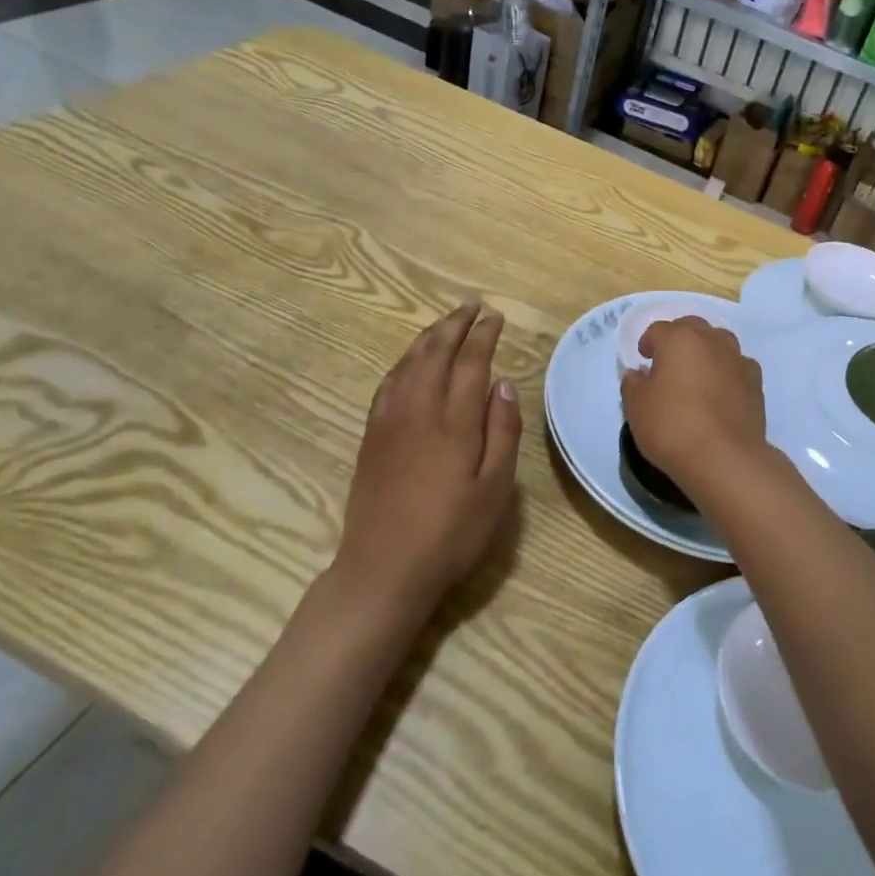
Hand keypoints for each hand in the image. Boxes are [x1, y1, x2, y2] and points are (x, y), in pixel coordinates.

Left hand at [333, 302, 522, 618]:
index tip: (494, 316)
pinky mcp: (371, 436)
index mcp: (454, 422)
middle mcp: (419, 410)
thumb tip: (502, 382)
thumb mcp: (495, 488)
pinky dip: (403, 362)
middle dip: (455, 325)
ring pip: (409, 363)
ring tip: (445, 323)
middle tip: (472, 307)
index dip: (483, 335)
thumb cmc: (451, 533)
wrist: (384, 568)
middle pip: (435, 352)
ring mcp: (389, 421)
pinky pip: (388, 383)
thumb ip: (502, 431)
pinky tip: (411, 361)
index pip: (470, 362)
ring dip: (428, 337)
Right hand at [620, 318, 766, 491]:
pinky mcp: (756, 383)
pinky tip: (721, 391)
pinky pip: (738, 366)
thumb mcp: (636, 406)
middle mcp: (712, 341)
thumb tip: (638, 374)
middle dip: (679, 338)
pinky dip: (727, 372)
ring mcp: (738, 360)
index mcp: (679, 339)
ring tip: (697, 373)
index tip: (643, 359)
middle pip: (693, 328)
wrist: (723, 457)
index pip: (659, 330)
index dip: (648, 342)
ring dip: (706, 350)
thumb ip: (633, 384)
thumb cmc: (672, 426)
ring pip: (720, 342)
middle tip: (668, 361)